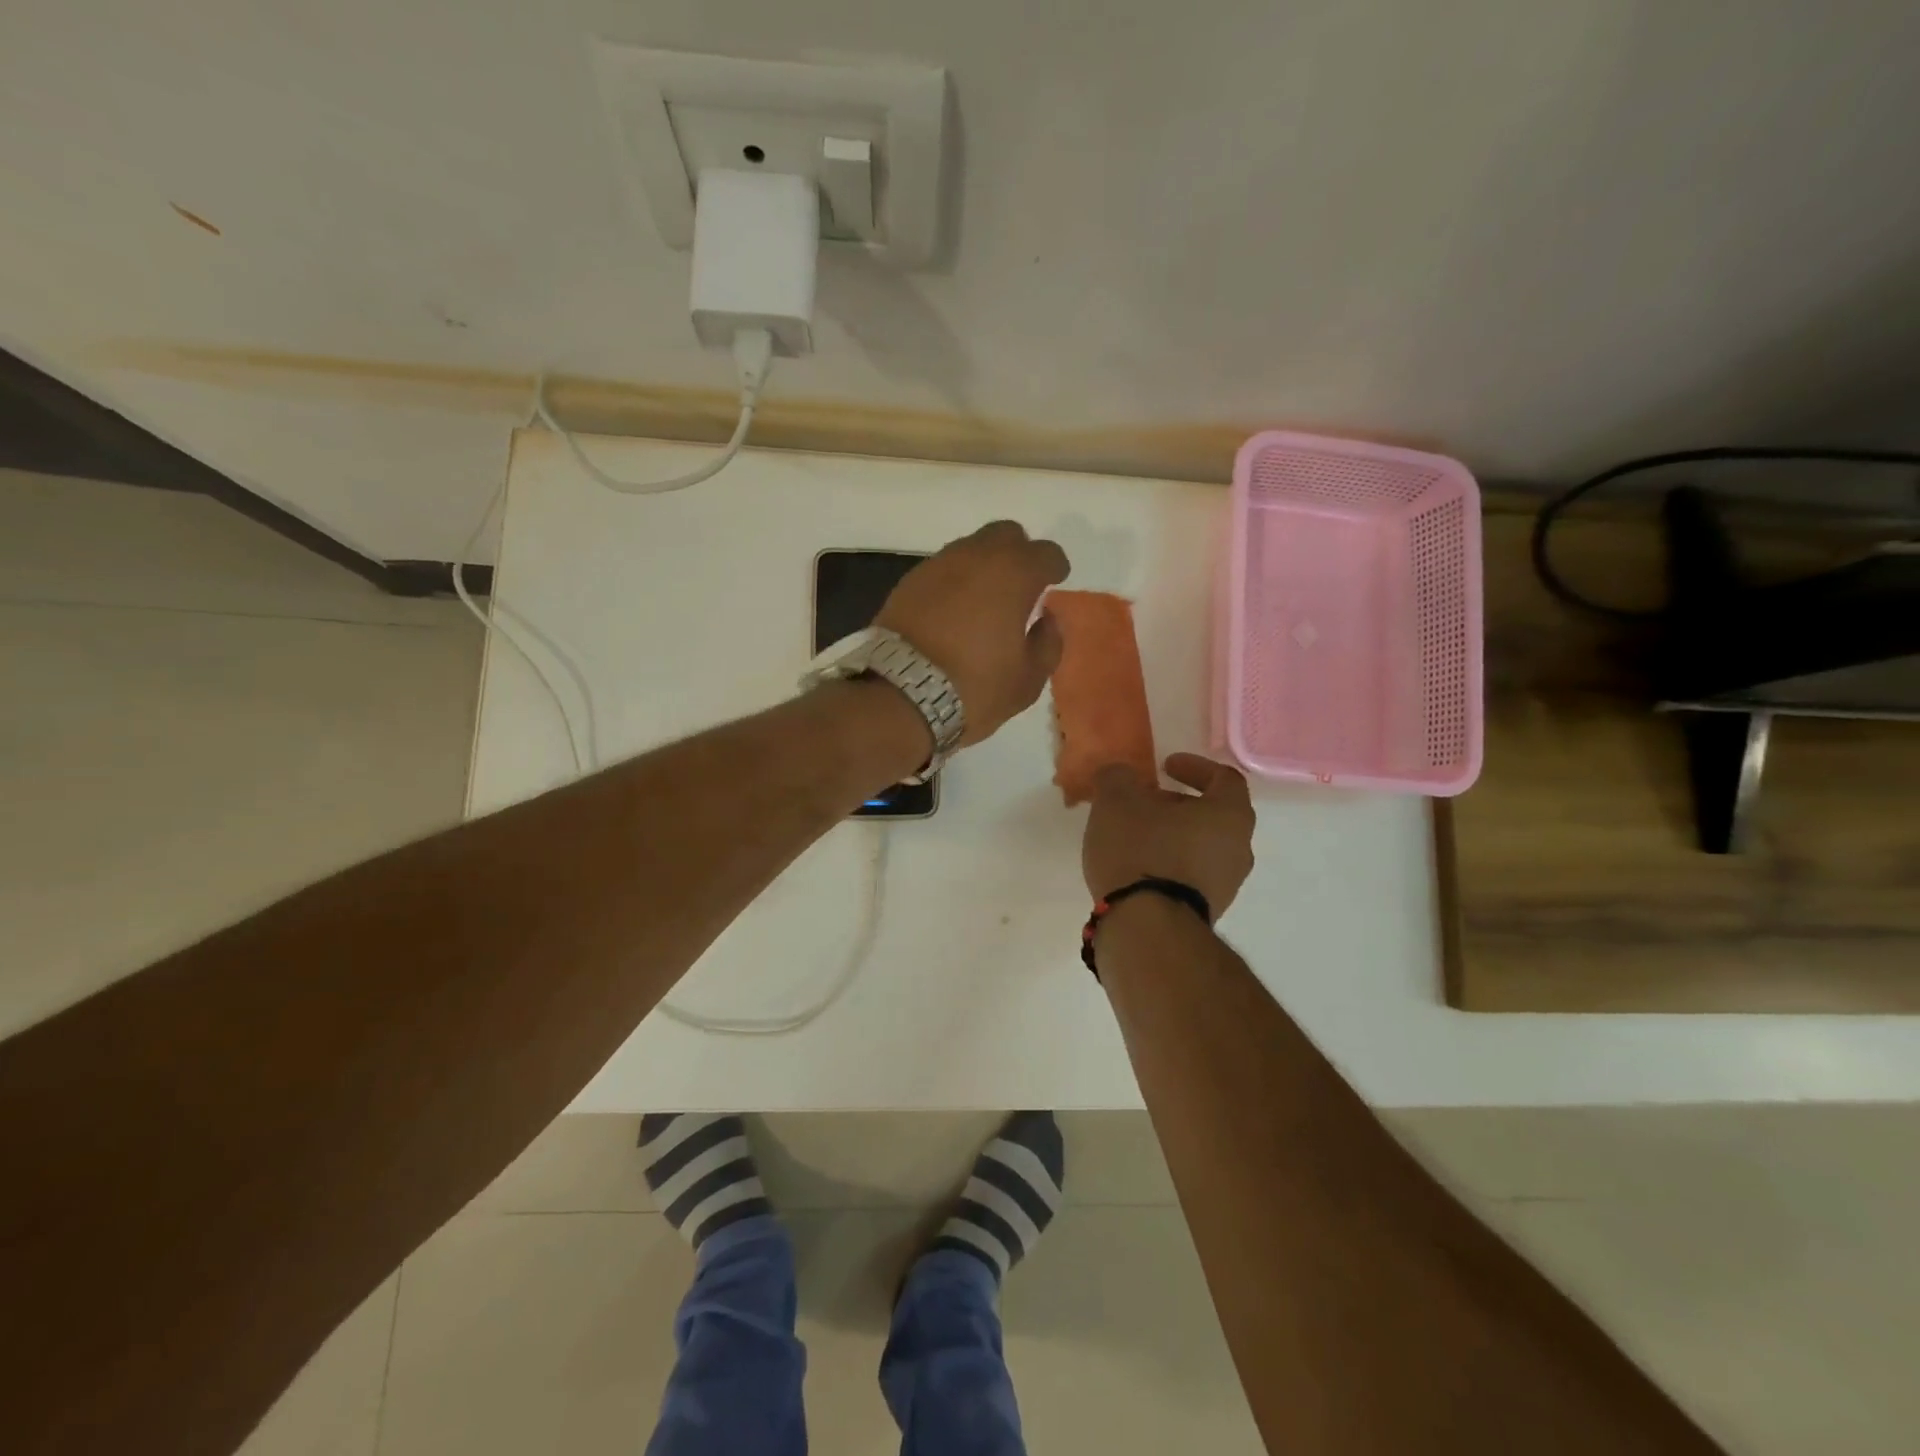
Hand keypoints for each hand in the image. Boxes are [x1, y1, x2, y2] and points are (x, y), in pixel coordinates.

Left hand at [875, 521, 1069, 746]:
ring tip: (984, 600)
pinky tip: (953, 611)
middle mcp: (975, 557)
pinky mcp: (908, 582)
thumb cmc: (974, 687)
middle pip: (1006, 535)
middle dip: (1018, 553)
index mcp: (1013, 574)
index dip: (1055, 567)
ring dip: (983, 566)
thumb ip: (1048, 643)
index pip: (1046, 552)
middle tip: (1020, 584)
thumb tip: (1046, 619)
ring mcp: (937, 565)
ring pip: (970, 548)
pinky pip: (942, 570)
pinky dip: (954, 582)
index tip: (1055, 582)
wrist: (899, 694)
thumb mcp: (1027, 679)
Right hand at [1082, 754, 1255, 914]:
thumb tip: (1120, 775)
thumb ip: (1118, 777)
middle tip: (1145, 801)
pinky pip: (1191, 874)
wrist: (1147, 927)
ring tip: (1135, 834)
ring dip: (1173, 835)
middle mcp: (1239, 849)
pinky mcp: (1206, 911)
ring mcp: (1226, 885)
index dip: (1195, 767)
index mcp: (1229, 815)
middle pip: (1214, 815)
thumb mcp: (1117, 800)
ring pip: (1202, 846)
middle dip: (1178, 804)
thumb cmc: (1141, 850)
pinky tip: (1137, 866)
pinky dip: (1169, 862)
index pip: (1224, 778)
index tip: (1165, 766)